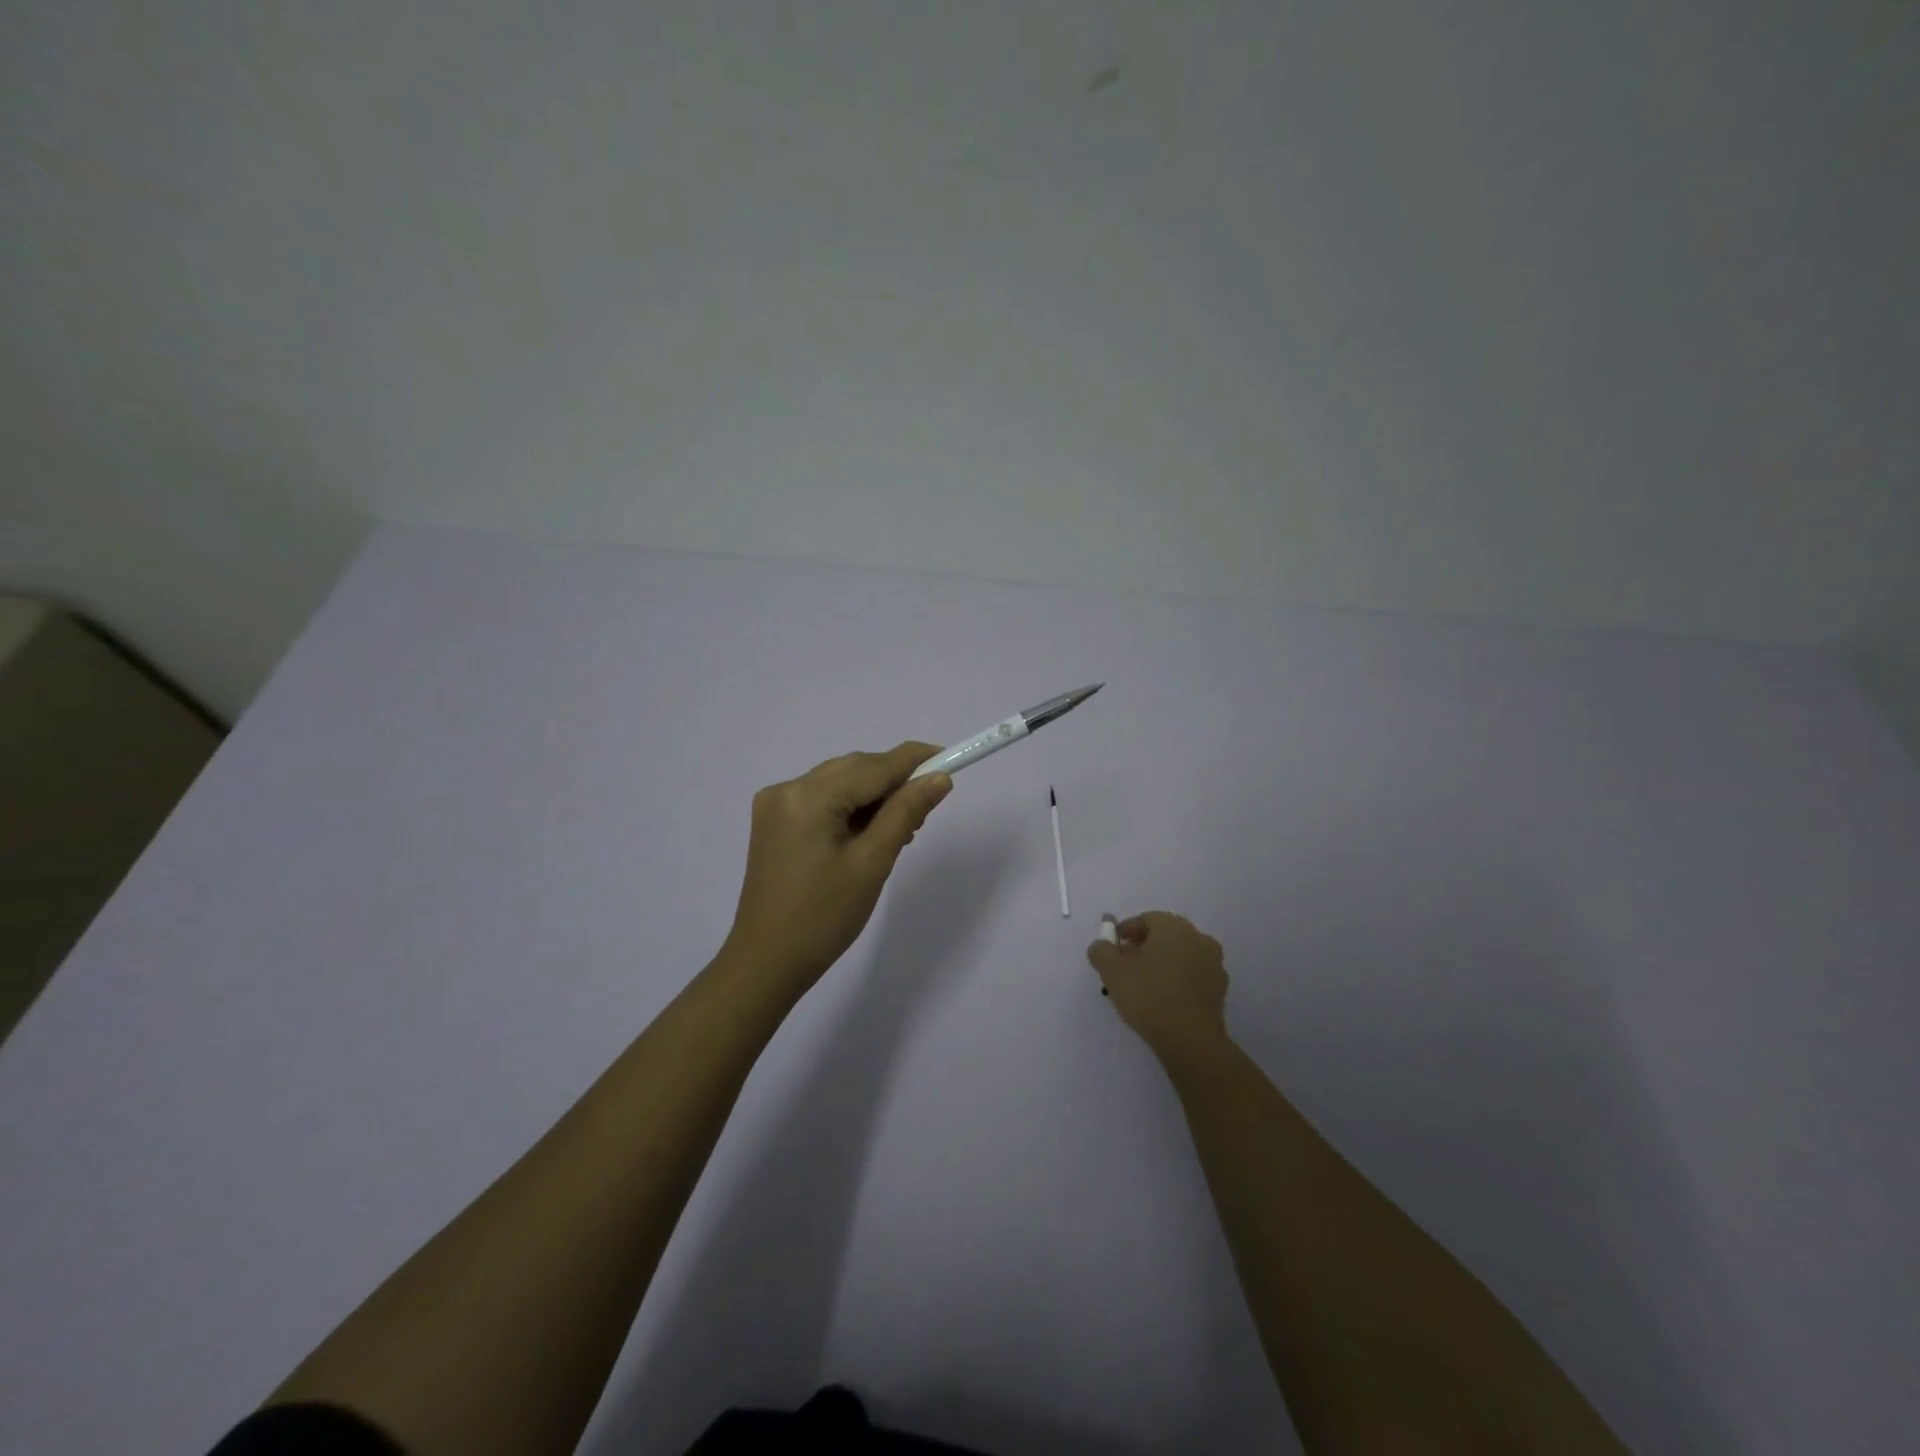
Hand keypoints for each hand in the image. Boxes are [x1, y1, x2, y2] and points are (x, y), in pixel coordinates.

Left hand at [723, 742, 953, 989]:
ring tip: (900, 831)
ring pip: (839, 782)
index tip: (949, 758)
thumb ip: (905, 813)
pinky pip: (822, 799)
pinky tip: (868, 834)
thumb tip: (939, 778)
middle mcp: (786, 789)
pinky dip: (850, 808)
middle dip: (893, 782)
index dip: (913, 760)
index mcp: (807, 797)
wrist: (767, 963)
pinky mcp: (774, 822)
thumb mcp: (872, 863)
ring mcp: (775, 805)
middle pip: (854, 769)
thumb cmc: (824, 918)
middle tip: (925, 812)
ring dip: (873, 796)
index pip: (872, 766)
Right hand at [1087, 912, 1229, 1058]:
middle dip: (1143, 947)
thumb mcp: (1111, 971)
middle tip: (1125, 965)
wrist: (1191, 1040)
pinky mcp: (1220, 989)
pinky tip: (1163, 999)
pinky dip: (1177, 980)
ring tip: (1143, 985)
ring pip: (1180, 955)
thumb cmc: (1149, 996)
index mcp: (1174, 927)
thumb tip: (1101, 945)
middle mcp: (1198, 938)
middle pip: (1165, 935)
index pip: (1146, 919)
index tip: (1112, 949)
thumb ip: (1101, 951)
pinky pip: (1192, 975)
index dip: (1126, 931)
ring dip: (1162, 963)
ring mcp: (1214, 964)